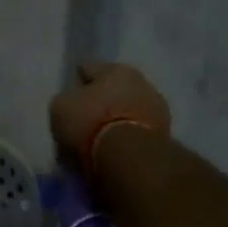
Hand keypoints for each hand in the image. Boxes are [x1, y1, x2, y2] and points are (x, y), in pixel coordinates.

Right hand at [49, 62, 171, 177]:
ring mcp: (158, 110)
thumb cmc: (91, 123)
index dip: (76, 80)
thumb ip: (67, 100)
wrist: (131, 158)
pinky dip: (127, 137)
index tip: (69, 94)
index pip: (88, 67)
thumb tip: (73, 105)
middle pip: (113, 89)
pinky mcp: (166, 136)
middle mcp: (141, 82)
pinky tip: (114, 150)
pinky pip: (137, 131)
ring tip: (100, 138)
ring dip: (116, 119)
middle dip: (101, 101)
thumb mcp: (61, 107)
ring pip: (128, 110)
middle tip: (85, 118)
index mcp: (115, 69)